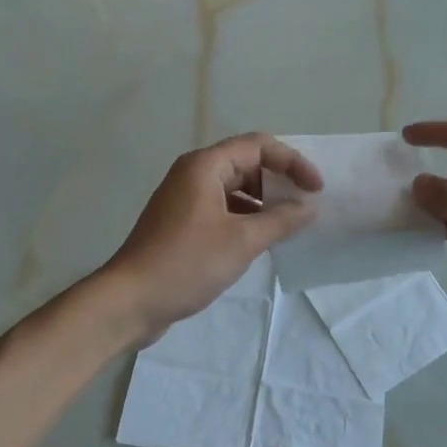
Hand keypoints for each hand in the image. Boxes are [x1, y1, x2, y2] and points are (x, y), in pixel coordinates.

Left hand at [101, 133, 321, 340]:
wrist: (130, 300)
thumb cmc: (187, 263)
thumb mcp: (242, 241)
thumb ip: (280, 221)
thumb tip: (309, 207)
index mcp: (205, 166)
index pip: (258, 145)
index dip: (292, 162)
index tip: (316, 188)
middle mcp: (193, 174)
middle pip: (246, 163)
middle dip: (279, 180)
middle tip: (306, 205)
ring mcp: (185, 199)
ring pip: (235, 188)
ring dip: (264, 202)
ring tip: (290, 225)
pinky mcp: (182, 223)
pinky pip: (223, 208)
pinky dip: (246, 217)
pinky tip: (262, 240)